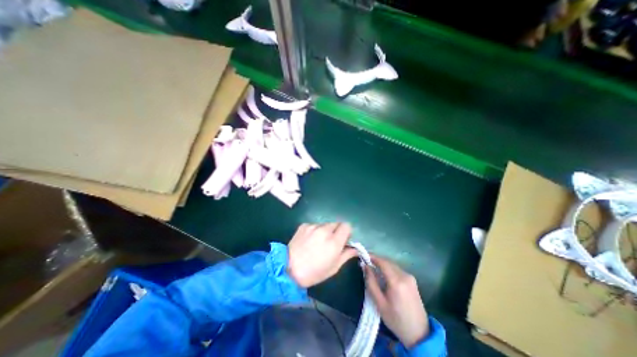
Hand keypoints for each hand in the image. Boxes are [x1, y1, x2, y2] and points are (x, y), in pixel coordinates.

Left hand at [288, 222, 357, 288]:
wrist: (288, 269)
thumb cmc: (314, 272)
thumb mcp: (334, 267)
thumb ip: (346, 255)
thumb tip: (355, 249)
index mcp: (334, 242)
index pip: (347, 226)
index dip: (347, 232)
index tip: (343, 239)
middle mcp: (324, 230)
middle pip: (336, 223)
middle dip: (336, 231)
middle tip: (330, 242)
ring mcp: (313, 226)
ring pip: (325, 224)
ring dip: (325, 231)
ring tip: (317, 242)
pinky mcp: (304, 225)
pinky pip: (314, 225)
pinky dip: (315, 231)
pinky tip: (309, 241)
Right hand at [365, 255, 429, 349]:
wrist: (419, 333)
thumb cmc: (396, 319)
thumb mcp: (379, 303)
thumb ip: (371, 282)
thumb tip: (364, 266)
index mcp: (396, 282)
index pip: (382, 262)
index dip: (372, 257)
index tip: (363, 255)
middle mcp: (405, 276)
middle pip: (388, 262)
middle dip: (377, 260)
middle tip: (366, 262)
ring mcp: (410, 277)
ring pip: (393, 265)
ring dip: (383, 264)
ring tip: (373, 267)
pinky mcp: (412, 280)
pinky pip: (397, 269)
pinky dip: (389, 269)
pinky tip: (384, 274)